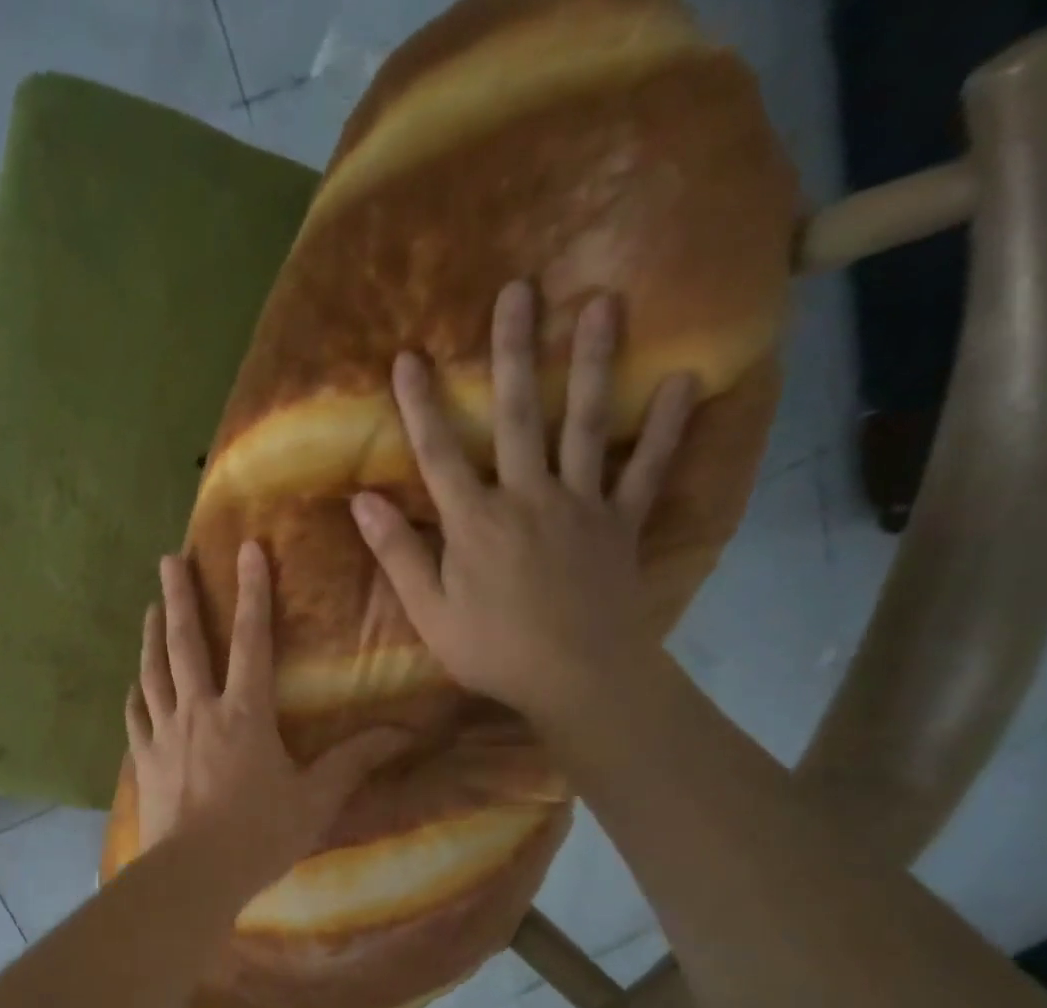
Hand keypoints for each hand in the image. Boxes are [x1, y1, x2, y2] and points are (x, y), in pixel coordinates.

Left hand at [127, 542, 409, 883]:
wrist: (194, 874)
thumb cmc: (260, 834)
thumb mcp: (316, 798)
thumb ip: (354, 761)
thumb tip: (404, 733)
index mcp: (244, 713)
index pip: (251, 640)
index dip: (252, 592)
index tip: (247, 550)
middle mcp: (199, 711)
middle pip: (186, 643)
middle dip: (181, 597)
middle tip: (169, 559)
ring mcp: (164, 734)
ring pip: (154, 673)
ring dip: (152, 636)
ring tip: (151, 608)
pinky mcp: (144, 760)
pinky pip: (136, 718)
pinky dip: (136, 696)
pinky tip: (133, 686)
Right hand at [349, 280, 696, 725]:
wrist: (578, 678)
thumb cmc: (493, 650)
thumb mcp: (429, 611)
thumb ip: (398, 554)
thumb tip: (362, 502)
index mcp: (475, 522)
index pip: (439, 453)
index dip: (421, 404)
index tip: (408, 356)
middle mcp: (528, 497)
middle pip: (520, 415)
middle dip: (515, 353)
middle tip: (520, 291)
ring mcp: (581, 505)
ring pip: (585, 425)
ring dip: (594, 363)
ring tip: (604, 304)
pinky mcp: (621, 524)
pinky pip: (646, 471)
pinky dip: (664, 429)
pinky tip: (684, 381)